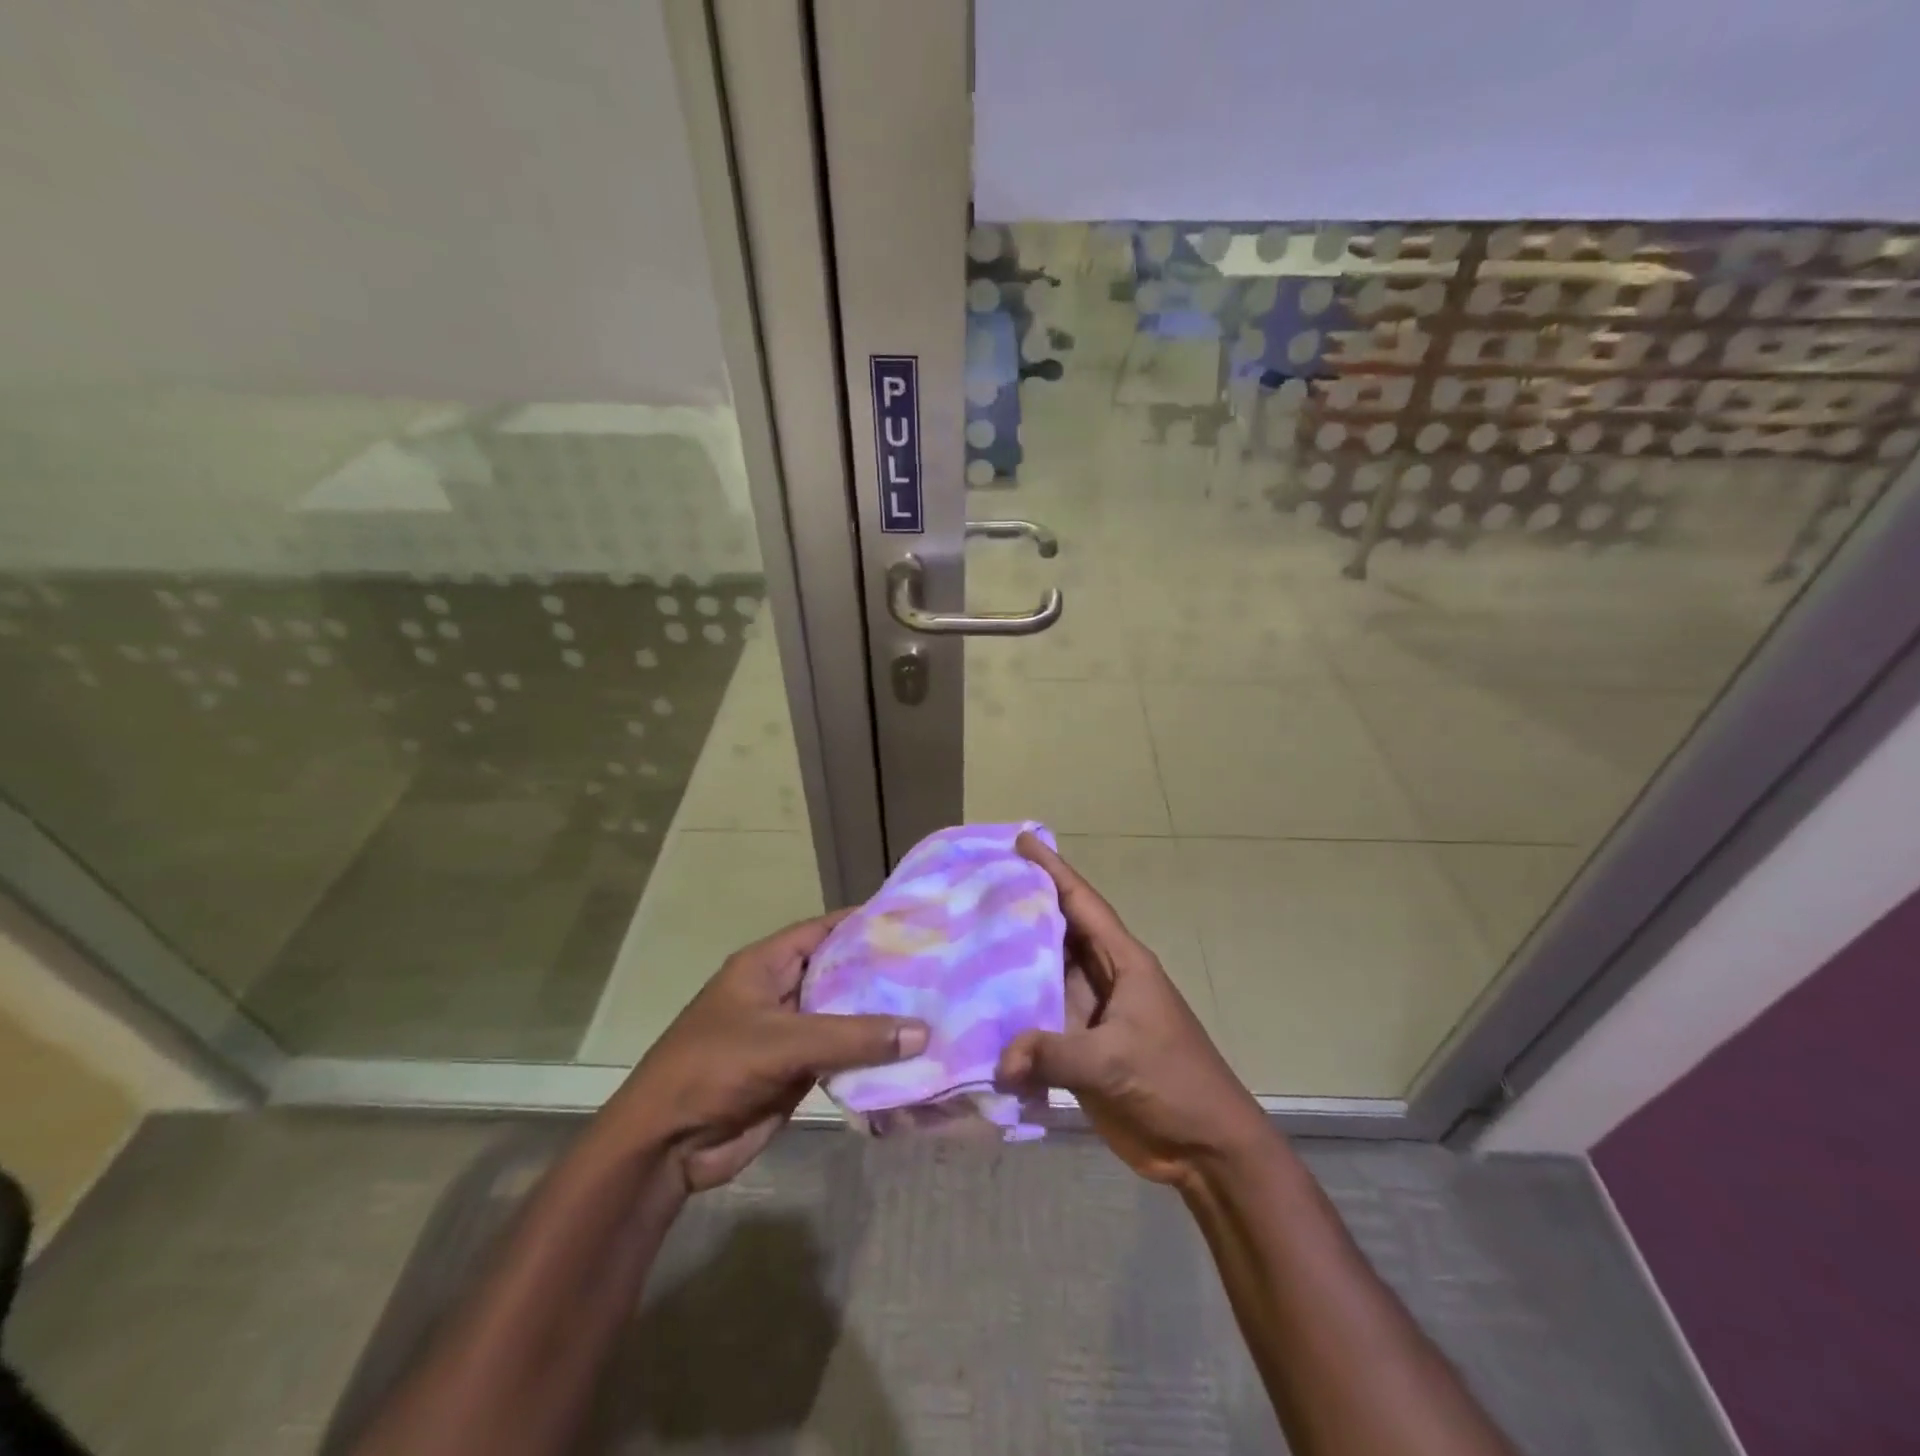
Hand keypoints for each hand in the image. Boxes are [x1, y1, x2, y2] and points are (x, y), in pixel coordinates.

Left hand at [607, 911, 927, 1192]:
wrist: (665, 1145)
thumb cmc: (714, 1069)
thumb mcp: (782, 1043)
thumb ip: (852, 1036)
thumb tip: (923, 1031)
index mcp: (767, 964)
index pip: (825, 930)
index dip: (866, 923)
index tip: (915, 920)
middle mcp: (782, 991)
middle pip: (840, 973)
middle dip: (883, 972)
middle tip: (938, 966)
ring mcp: (790, 1033)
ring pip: (845, 1017)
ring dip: (881, 1017)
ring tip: (936, 1007)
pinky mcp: (797, 1071)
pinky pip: (842, 1055)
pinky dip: (871, 1055)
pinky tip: (911, 1053)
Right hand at [996, 834, 1273, 1189]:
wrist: (1206, 1149)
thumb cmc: (1173, 1084)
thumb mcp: (1114, 1061)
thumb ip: (1054, 1054)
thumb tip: (999, 1060)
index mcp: (1123, 963)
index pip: (1082, 903)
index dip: (1053, 869)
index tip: (1022, 840)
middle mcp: (1104, 979)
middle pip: (1058, 932)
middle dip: (1023, 907)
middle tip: (976, 886)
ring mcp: (1092, 1014)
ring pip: (1045, 974)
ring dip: (1013, 961)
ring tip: (967, 938)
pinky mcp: (1082, 1048)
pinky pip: (1041, 1019)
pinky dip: (1014, 1012)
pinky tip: (979, 1008)